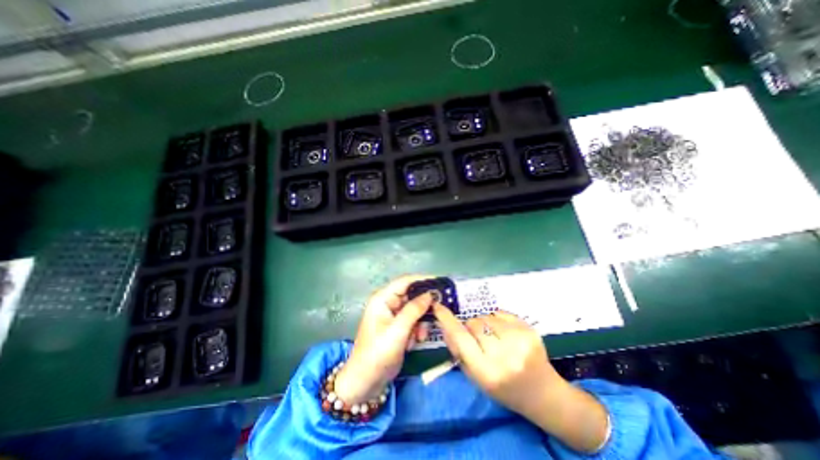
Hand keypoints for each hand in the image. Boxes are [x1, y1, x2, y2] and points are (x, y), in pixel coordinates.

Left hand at [334, 277, 434, 401]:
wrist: (366, 382)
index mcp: (382, 298)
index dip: (423, 280)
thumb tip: (430, 294)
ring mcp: (393, 315)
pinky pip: (413, 321)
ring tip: (420, 337)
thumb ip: (414, 310)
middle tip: (439, 312)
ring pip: (415, 309)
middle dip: (424, 306)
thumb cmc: (378, 354)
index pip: (405, 281)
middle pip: (412, 295)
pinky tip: (414, 342)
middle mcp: (388, 302)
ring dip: (420, 322)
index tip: (441, 283)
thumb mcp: (397, 331)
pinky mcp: (398, 326)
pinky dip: (416, 330)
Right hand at [435, 305, 606, 451]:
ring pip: (486, 317)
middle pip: (473, 323)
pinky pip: (501, 313)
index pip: (460, 338)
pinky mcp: (528, 329)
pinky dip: (497, 320)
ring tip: (495, 338)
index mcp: (487, 371)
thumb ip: (458, 351)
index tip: (438, 306)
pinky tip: (506, 334)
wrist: (543, 393)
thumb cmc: (504, 389)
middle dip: (470, 328)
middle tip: (479, 340)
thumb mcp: (476, 378)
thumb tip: (445, 326)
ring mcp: (518, 340)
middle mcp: (503, 355)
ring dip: (484, 324)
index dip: (447, 320)